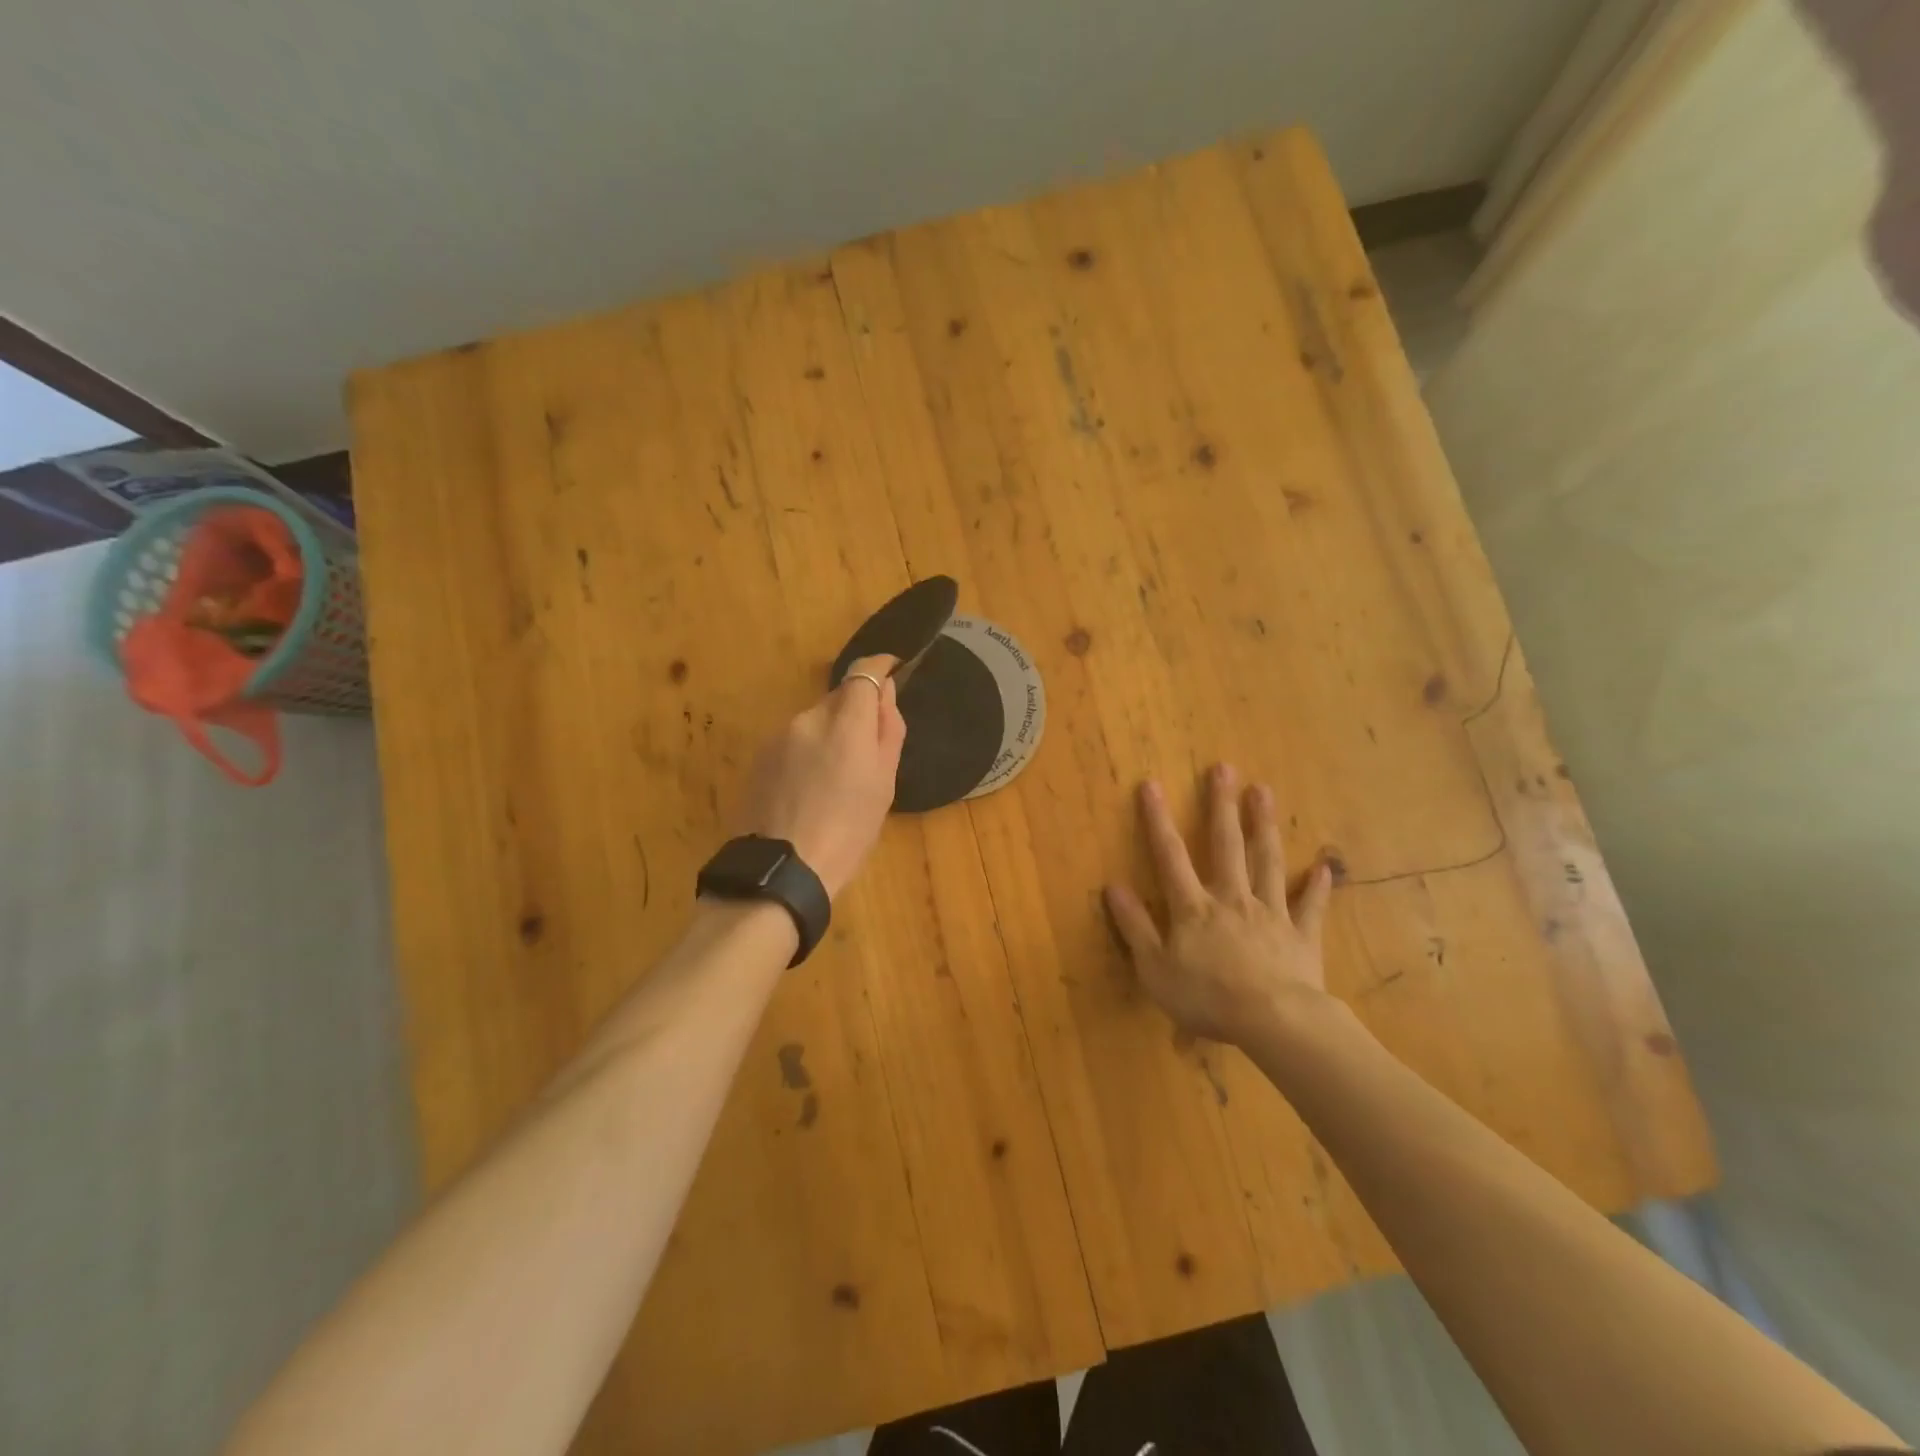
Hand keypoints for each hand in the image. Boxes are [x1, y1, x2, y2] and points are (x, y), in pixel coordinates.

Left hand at [736, 655, 906, 897]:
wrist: (782, 870)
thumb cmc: (847, 832)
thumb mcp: (884, 785)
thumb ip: (887, 731)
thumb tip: (885, 693)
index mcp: (846, 725)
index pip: (863, 672)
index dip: (879, 667)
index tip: (891, 669)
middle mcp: (809, 719)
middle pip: (839, 698)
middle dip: (855, 711)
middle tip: (868, 751)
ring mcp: (778, 736)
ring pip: (815, 720)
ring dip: (830, 734)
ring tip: (836, 779)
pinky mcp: (759, 756)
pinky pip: (793, 740)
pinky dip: (807, 751)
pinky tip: (809, 788)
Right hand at [1104, 764, 1335, 1047]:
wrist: (1274, 1022)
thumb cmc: (1206, 998)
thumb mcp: (1154, 968)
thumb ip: (1135, 926)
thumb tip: (1112, 886)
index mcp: (1194, 908)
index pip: (1170, 856)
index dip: (1158, 820)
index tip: (1151, 785)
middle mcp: (1232, 899)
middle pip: (1226, 846)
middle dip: (1222, 806)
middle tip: (1224, 768)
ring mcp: (1271, 914)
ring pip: (1268, 862)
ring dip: (1264, 827)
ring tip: (1264, 791)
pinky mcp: (1301, 936)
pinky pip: (1310, 906)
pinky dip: (1318, 886)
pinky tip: (1324, 866)